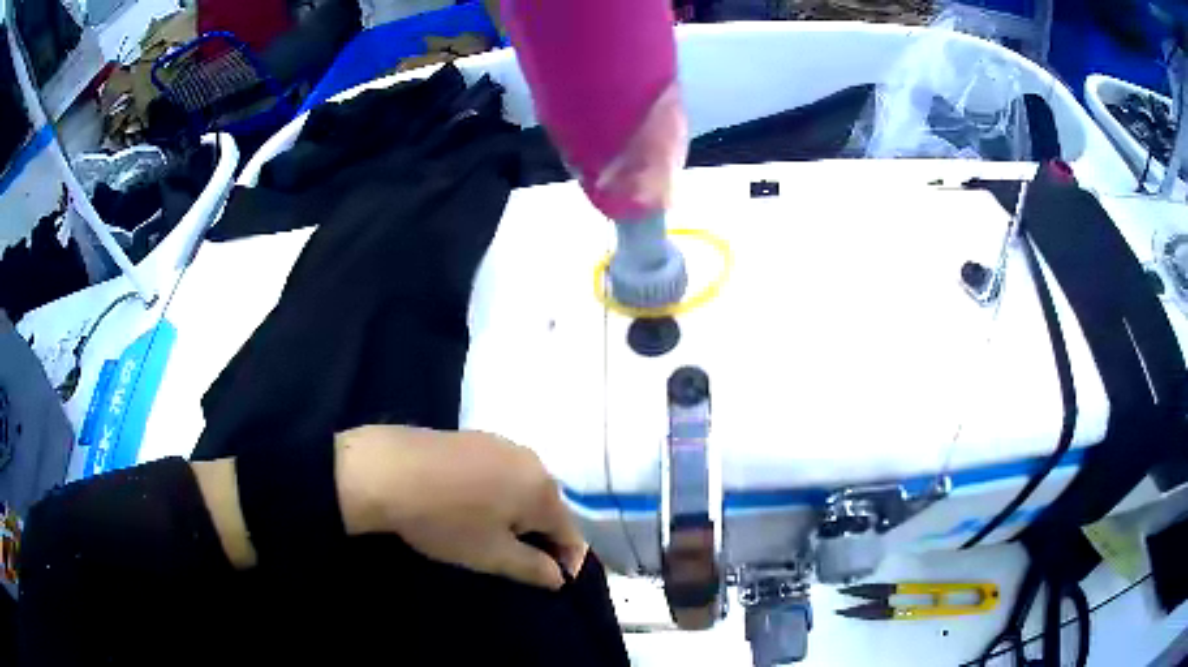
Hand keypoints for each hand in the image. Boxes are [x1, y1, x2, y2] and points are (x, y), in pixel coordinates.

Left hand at [335, 425, 586, 589]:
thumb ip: (533, 568)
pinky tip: (467, 504)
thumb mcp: (492, 555)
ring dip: (516, 513)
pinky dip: (495, 492)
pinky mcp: (472, 437)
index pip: (571, 533)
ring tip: (489, 533)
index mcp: (543, 489)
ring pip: (522, 487)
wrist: (385, 471)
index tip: (548, 582)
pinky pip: (498, 471)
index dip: (565, 561)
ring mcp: (500, 443)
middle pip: (548, 506)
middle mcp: (530, 459)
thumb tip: (559, 576)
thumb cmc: (446, 521)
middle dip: (539, 535)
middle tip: (513, 559)